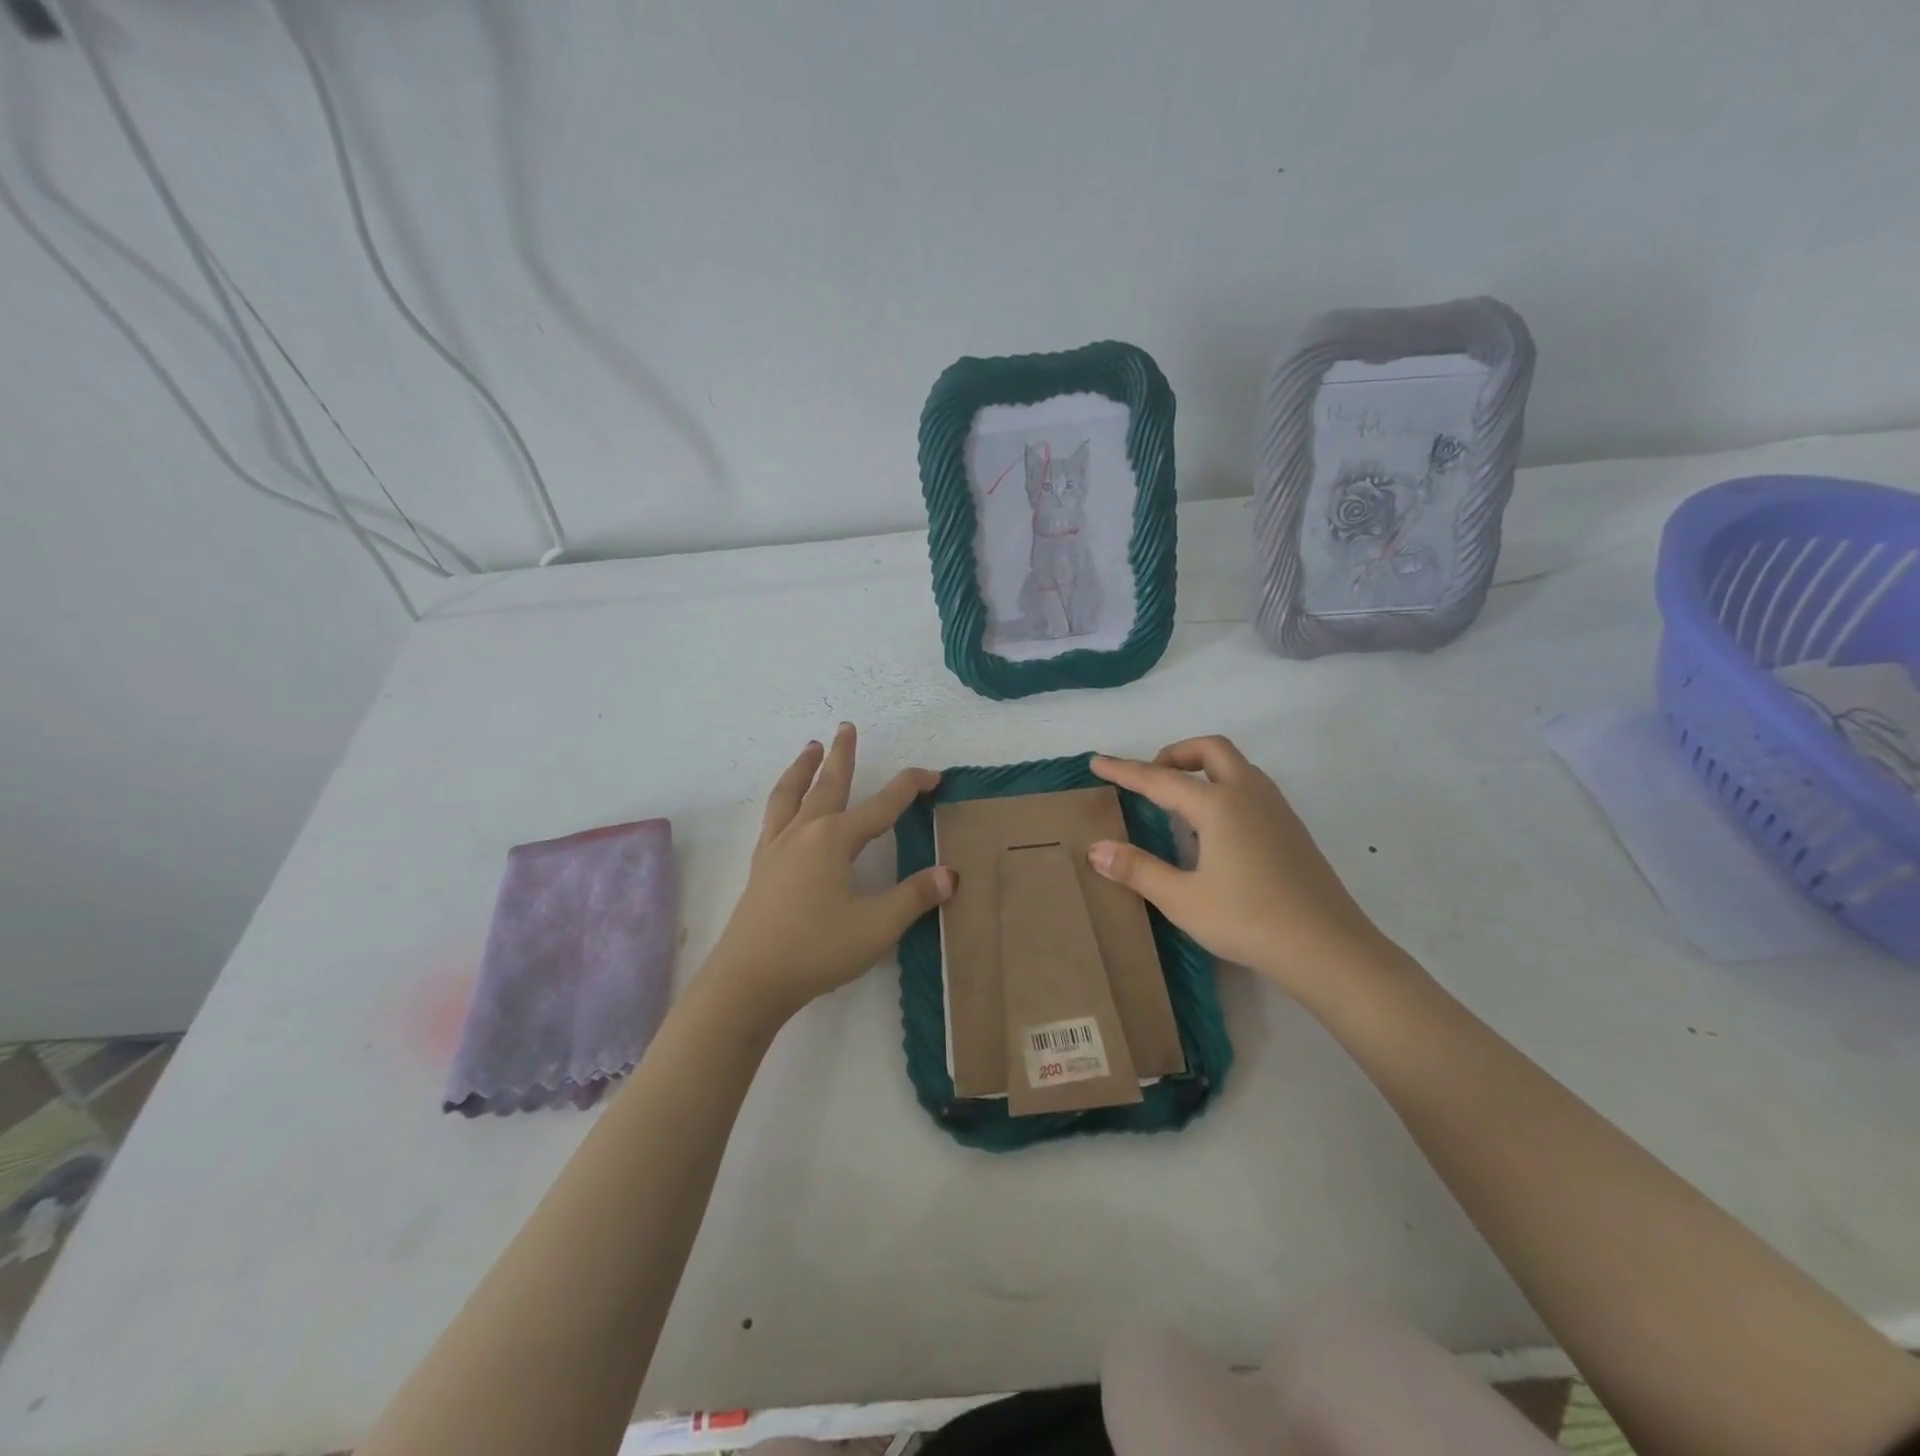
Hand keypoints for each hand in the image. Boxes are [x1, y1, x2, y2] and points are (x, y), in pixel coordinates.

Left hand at [703, 723, 954, 1024]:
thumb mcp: (876, 927)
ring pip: (790, 795)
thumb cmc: (816, 950)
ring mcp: (776, 849)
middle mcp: (803, 833)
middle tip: (846, 726)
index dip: (909, 788)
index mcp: (834, 840)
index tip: (933, 776)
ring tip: (809, 748)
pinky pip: (773, 818)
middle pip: (827, 784)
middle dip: (842, 755)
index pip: (882, 806)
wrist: (747, 981)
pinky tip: (785, 809)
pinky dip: (783, 799)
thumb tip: (950, 874)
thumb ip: (914, 897)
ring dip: (803, 768)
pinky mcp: (761, 868)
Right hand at [1088, 736, 1400, 1003]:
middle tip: (1150, 779)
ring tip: (1178, 802)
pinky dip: (1223, 787)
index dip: (1125, 770)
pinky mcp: (1292, 828)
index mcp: (1219, 804)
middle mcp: (1249, 794)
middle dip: (1174, 754)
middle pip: (1210, 749)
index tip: (1097, 762)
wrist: (1329, 949)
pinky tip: (1214, 830)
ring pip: (1236, 765)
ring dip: (1203, 768)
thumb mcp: (1183, 900)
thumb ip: (1138, 869)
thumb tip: (1096, 849)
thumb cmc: (1249, 921)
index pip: (1159, 779)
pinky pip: (1250, 787)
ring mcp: (1276, 809)